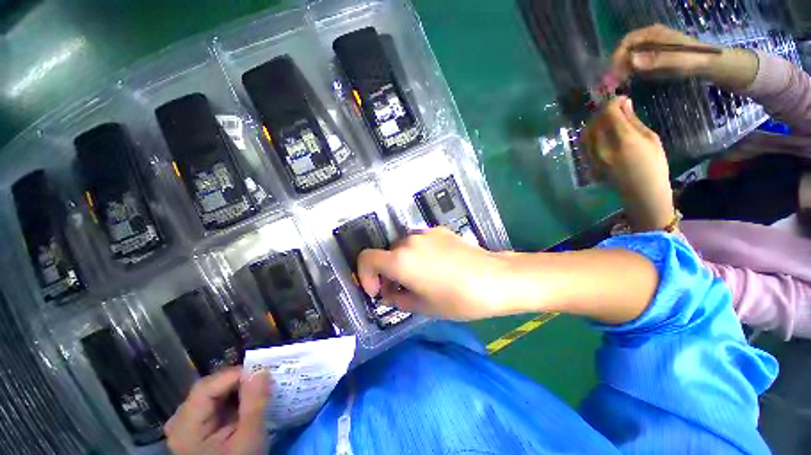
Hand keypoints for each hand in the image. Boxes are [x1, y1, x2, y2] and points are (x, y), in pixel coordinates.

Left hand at [165, 368, 269, 454]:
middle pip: (208, 388)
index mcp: (186, 427)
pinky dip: (232, 398)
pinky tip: (246, 402)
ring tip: (258, 390)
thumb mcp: (249, 438)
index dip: (235, 375)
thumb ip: (254, 404)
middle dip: (237, 382)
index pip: (207, 387)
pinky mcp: (195, 427)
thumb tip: (262, 370)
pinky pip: (213, 403)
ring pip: (212, 393)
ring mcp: (186, 424)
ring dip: (237, 389)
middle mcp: (179, 421)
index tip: (262, 374)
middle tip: (263, 381)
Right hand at [356, 227, 512, 320]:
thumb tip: (389, 294)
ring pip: (403, 248)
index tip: (378, 291)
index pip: (366, 259)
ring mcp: (425, 233)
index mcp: (400, 260)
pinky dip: (418, 254)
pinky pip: (420, 242)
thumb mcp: (422, 306)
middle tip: (401, 291)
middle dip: (387, 273)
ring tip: (420, 279)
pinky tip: (436, 267)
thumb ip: (398, 299)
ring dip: (403, 263)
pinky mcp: (440, 230)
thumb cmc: (457, 299)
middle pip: (386, 254)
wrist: (494, 279)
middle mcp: (408, 241)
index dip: (365, 276)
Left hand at [583, 96, 674, 231]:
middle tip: (615, 108)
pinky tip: (601, 132)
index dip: (613, 102)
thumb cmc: (654, 165)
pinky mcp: (589, 163)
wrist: (641, 192)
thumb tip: (624, 104)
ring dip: (595, 121)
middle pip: (595, 121)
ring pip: (586, 132)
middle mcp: (602, 147)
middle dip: (603, 110)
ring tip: (608, 118)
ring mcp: (592, 156)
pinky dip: (591, 133)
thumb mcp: (650, 139)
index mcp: (622, 140)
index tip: (622, 98)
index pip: (608, 113)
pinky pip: (585, 143)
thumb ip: (633, 121)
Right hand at [611, 24, 719, 81]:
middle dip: (618, 63)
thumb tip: (631, 60)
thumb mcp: (674, 61)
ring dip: (622, 68)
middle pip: (626, 48)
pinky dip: (630, 70)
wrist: (708, 63)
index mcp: (653, 34)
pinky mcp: (653, 55)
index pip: (627, 41)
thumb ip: (654, 60)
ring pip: (629, 55)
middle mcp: (650, 38)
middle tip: (615, 80)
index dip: (618, 55)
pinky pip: (636, 61)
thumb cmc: (692, 60)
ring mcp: (651, 46)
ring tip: (621, 81)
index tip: (614, 71)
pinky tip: (629, 79)